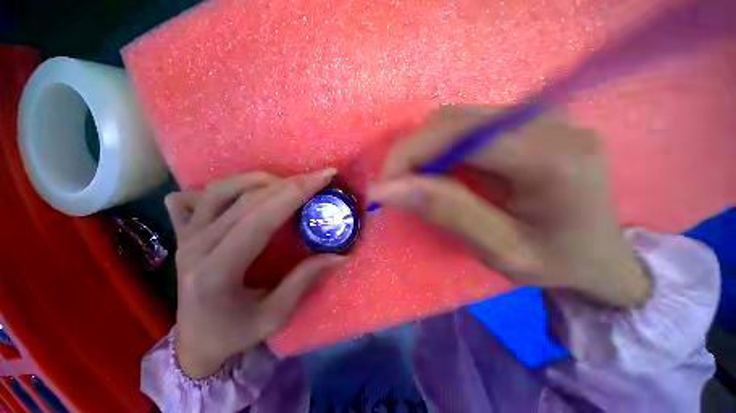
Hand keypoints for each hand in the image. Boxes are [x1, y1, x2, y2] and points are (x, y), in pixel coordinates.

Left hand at [165, 169, 345, 378]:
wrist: (194, 343)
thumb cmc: (234, 334)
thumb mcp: (275, 315)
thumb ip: (306, 279)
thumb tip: (341, 255)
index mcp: (217, 272)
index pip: (261, 218)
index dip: (296, 193)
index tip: (324, 177)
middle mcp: (196, 247)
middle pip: (246, 199)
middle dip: (289, 183)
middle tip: (317, 177)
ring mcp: (185, 237)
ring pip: (221, 190)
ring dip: (260, 180)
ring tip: (289, 183)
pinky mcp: (182, 233)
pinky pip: (196, 197)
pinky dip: (226, 187)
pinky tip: (246, 191)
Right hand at [368, 105, 649, 307]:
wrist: (601, 252)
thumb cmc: (558, 262)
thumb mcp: (500, 250)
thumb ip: (445, 212)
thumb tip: (387, 189)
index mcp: (551, 159)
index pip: (458, 136)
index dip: (409, 155)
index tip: (384, 187)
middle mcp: (547, 122)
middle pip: (452, 121)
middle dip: (410, 153)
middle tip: (394, 187)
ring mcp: (538, 116)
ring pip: (454, 120)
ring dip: (422, 150)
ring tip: (413, 182)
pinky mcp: (526, 122)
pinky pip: (465, 126)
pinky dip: (438, 149)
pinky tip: (437, 172)